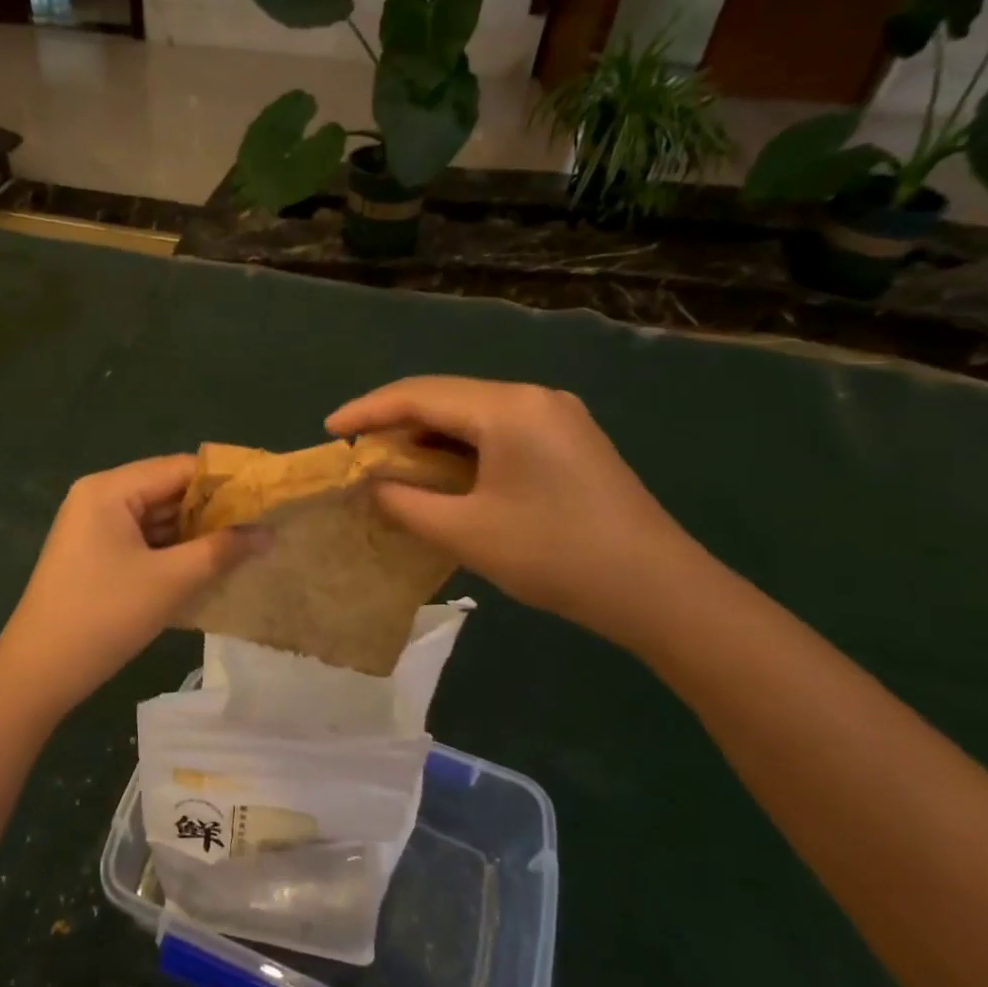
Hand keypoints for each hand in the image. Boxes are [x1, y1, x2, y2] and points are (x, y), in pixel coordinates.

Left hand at [0, 455, 267, 714]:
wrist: (37, 673)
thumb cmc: (105, 616)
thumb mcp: (171, 581)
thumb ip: (222, 550)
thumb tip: (268, 532)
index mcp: (110, 489)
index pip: (179, 469)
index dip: (226, 481)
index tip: (267, 496)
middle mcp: (98, 497)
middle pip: (167, 490)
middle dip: (212, 510)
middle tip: (262, 525)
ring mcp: (92, 527)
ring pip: (156, 518)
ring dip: (194, 532)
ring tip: (244, 546)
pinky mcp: (93, 554)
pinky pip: (141, 540)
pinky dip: (172, 550)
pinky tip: (206, 565)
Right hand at [328, 377, 709, 650]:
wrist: (659, 590)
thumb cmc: (555, 556)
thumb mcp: (466, 532)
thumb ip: (405, 502)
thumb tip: (371, 483)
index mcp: (507, 408)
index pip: (419, 396)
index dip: (367, 410)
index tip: (328, 430)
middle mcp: (532, 398)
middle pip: (445, 397)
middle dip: (394, 422)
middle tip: (355, 451)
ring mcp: (555, 416)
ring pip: (470, 413)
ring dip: (426, 436)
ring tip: (388, 463)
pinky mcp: (567, 440)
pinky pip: (496, 430)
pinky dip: (458, 447)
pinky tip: (439, 472)